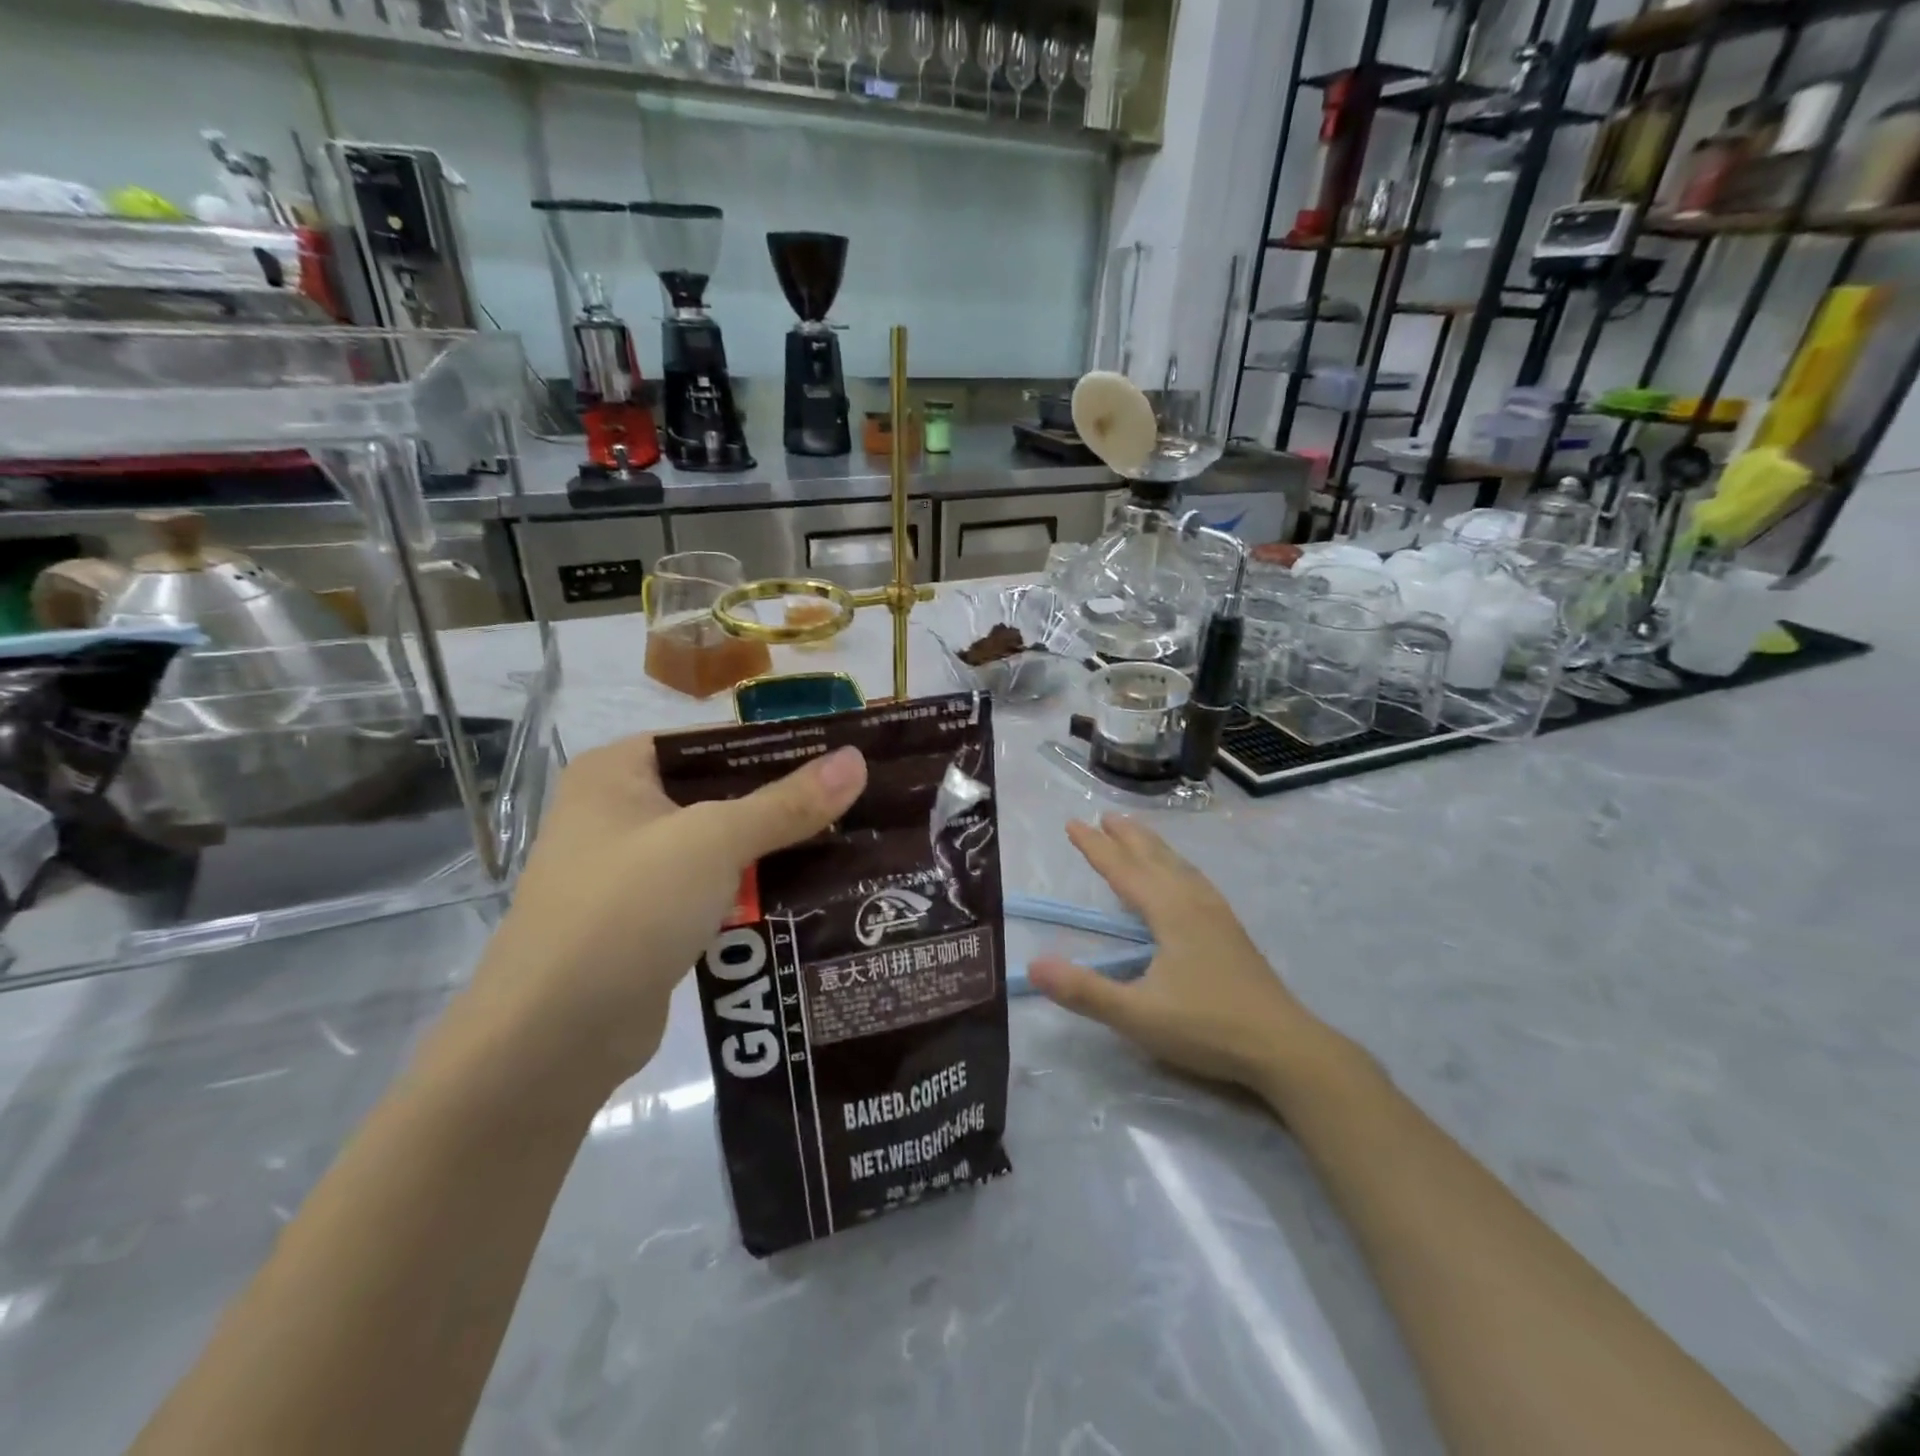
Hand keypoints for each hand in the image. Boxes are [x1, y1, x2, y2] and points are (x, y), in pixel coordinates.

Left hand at [465, 735, 867, 1089]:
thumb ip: (788, 802)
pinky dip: (753, 892)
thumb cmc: (627, 909)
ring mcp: (631, 870)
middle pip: (721, 793)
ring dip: (774, 851)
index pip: (715, 741)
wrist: (552, 1039)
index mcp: (618, 771)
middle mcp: (619, 812)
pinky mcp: (646, 921)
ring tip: (847, 846)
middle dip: (784, 804)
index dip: (779, 746)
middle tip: (855, 805)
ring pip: (720, 846)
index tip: (841, 758)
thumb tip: (857, 760)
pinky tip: (808, 895)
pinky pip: (713, 890)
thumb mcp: (714, 842)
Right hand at [1028, 815, 1345, 1101]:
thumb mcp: (1138, 1015)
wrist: (1284, 1047)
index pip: (1123, 870)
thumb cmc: (1207, 1027)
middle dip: (1126, 836)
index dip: (1095, 846)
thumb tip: (1033, 964)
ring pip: (1179, 866)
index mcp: (1170, 911)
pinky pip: (1195, 880)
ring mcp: (1217, 914)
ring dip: (1153, 846)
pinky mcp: (1231, 931)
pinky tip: (1182, 879)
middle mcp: (1193, 902)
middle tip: (1104, 815)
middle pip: (1154, 857)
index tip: (1072, 822)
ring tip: (1137, 834)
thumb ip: (1084, 991)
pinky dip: (1176, 866)